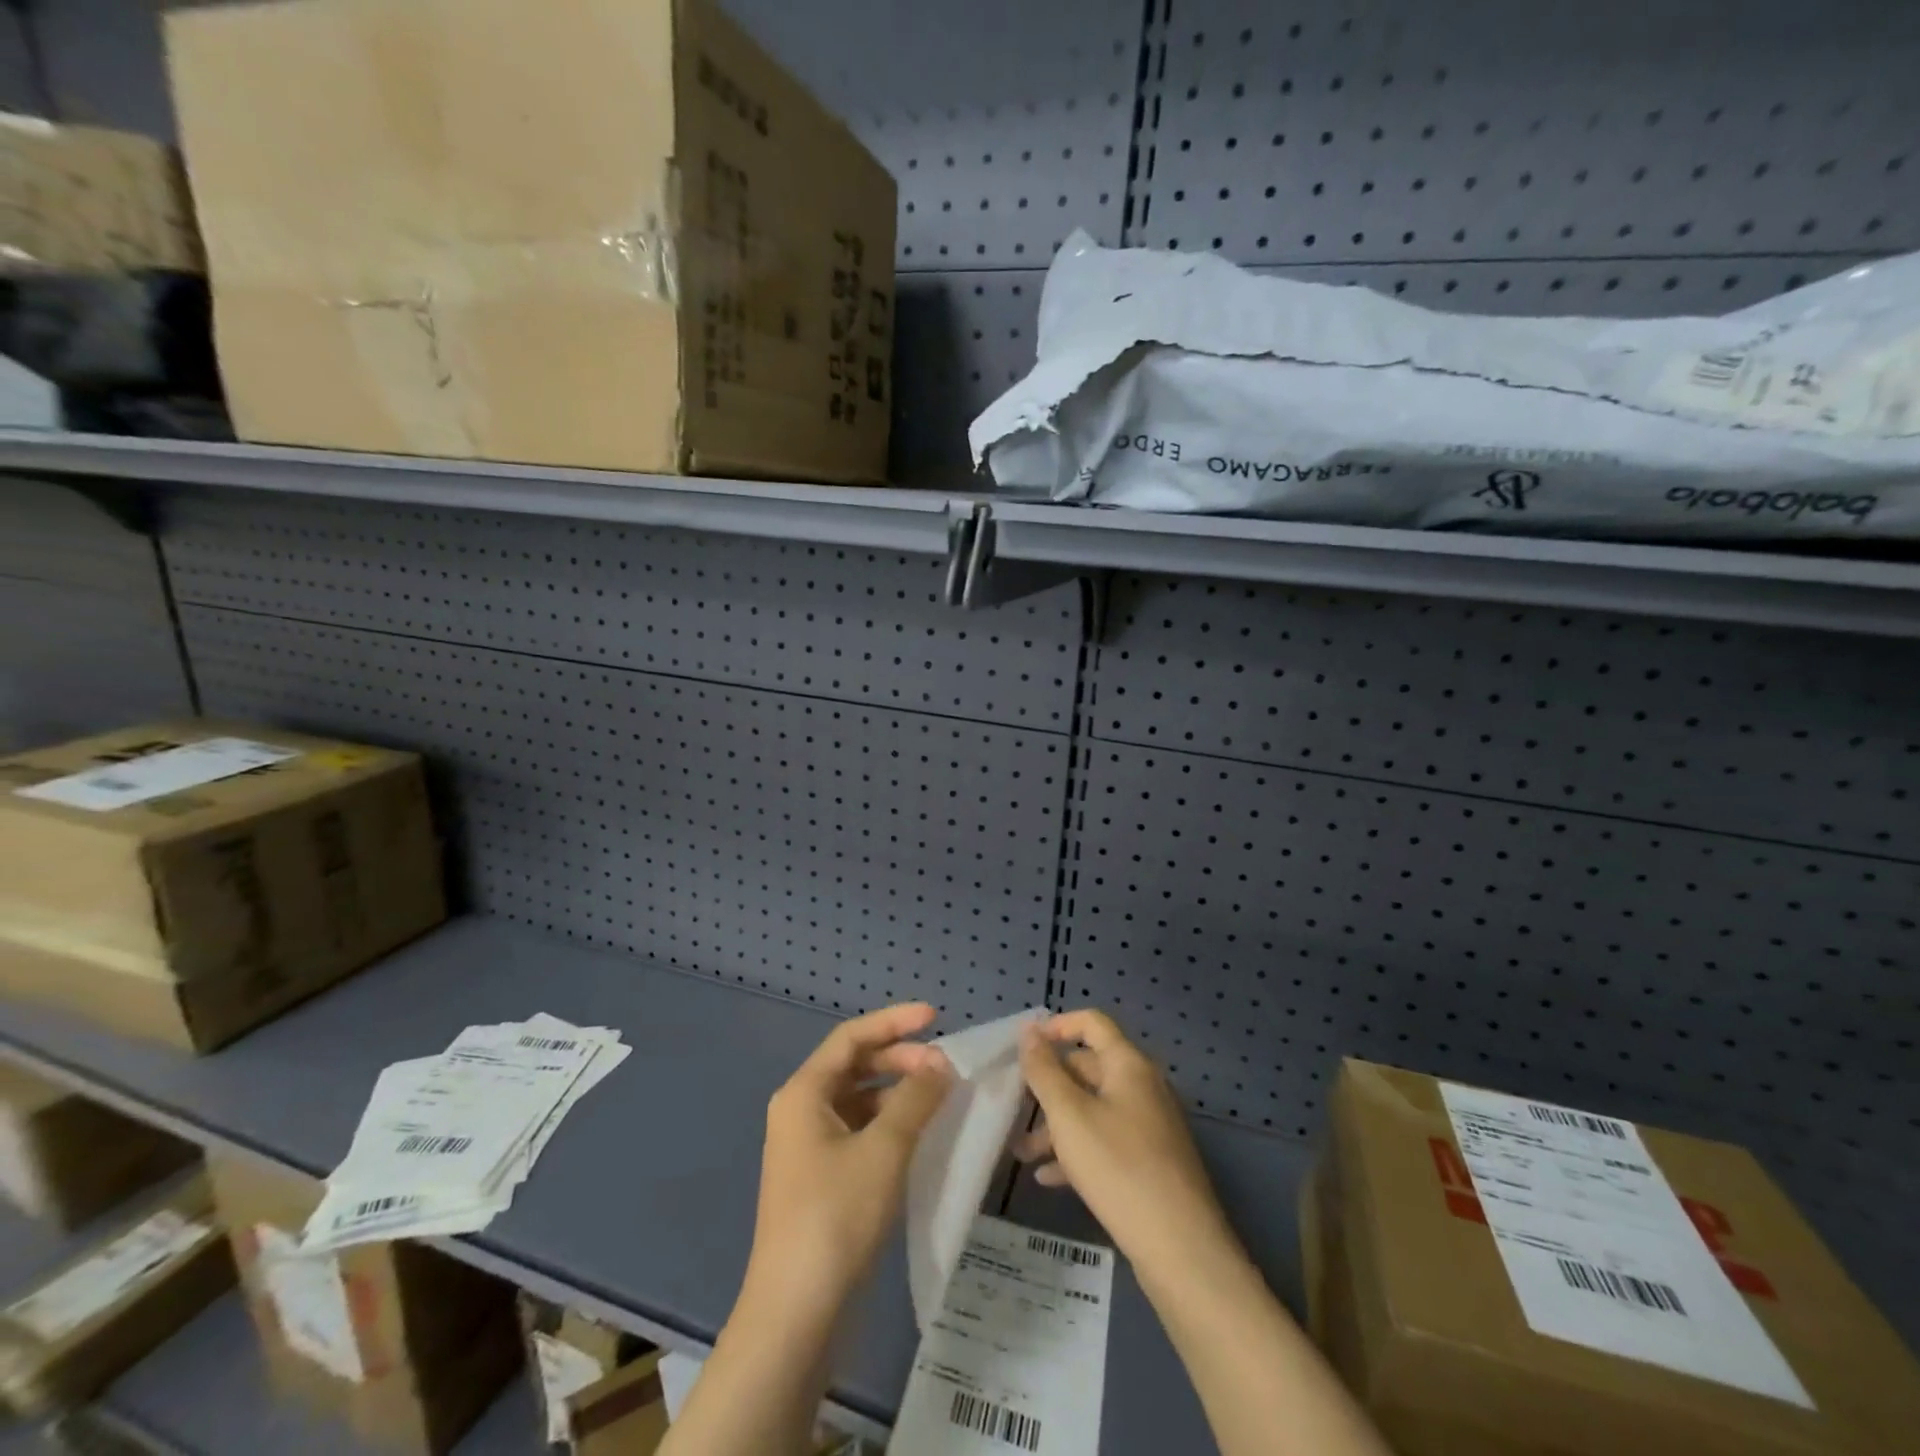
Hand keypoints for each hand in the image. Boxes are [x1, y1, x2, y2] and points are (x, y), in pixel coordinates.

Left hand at [743, 1003, 951, 1325]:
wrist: (795, 1312)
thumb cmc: (836, 1216)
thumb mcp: (884, 1150)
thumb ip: (916, 1099)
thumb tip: (941, 1063)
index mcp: (803, 1093)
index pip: (851, 1037)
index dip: (894, 1022)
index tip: (936, 1017)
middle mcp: (800, 1110)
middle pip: (854, 1066)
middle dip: (900, 1059)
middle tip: (944, 1067)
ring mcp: (807, 1146)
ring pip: (858, 1100)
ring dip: (897, 1092)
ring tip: (939, 1098)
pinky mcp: (820, 1177)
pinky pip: (858, 1130)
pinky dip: (889, 1124)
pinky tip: (919, 1135)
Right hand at [1017, 1009, 1237, 1274]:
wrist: (1181, 1249)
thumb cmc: (1118, 1168)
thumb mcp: (1069, 1115)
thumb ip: (1044, 1070)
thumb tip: (1029, 1030)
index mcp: (1129, 1065)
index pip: (1092, 1023)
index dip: (1057, 1027)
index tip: (1024, 1047)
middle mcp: (1143, 1087)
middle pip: (1089, 1068)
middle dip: (1049, 1087)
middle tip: (1015, 1108)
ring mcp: (1150, 1126)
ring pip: (1094, 1110)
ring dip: (1057, 1125)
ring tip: (1022, 1153)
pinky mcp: (1151, 1163)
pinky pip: (1107, 1142)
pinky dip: (1077, 1152)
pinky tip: (1049, 1178)